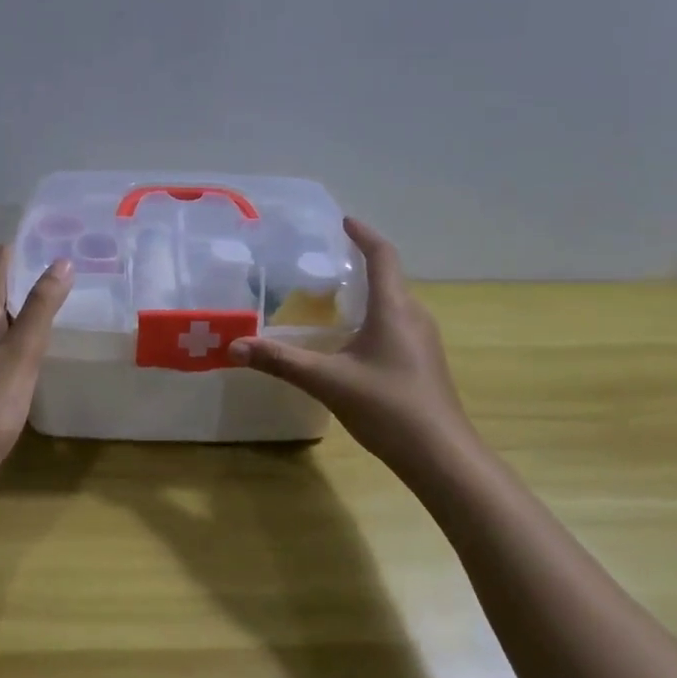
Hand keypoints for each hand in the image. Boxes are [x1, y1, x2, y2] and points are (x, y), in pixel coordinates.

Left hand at [0, 246, 72, 480]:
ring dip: (19, 309)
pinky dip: (22, 337)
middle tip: (44, 263)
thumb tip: (61, 263)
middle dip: (14, 280)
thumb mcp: (20, 352)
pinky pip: (6, 350)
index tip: (18, 238)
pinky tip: (35, 348)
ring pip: (0, 326)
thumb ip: (40, 310)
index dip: (3, 260)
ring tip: (46, 298)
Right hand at [230, 218, 477, 478]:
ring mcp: (423, 341)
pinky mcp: (424, 363)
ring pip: (394, 303)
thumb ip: (281, 361)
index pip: (382, 256)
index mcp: (394, 308)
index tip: (343, 221)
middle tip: (325, 261)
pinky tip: (352, 340)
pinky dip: (374, 317)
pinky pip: (397, 324)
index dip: (363, 235)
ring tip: (333, 297)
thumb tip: (235, 346)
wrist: (441, 457)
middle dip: (361, 263)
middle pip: (389, 277)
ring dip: (367, 292)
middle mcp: (414, 316)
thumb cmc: (388, 407)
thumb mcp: (328, 381)